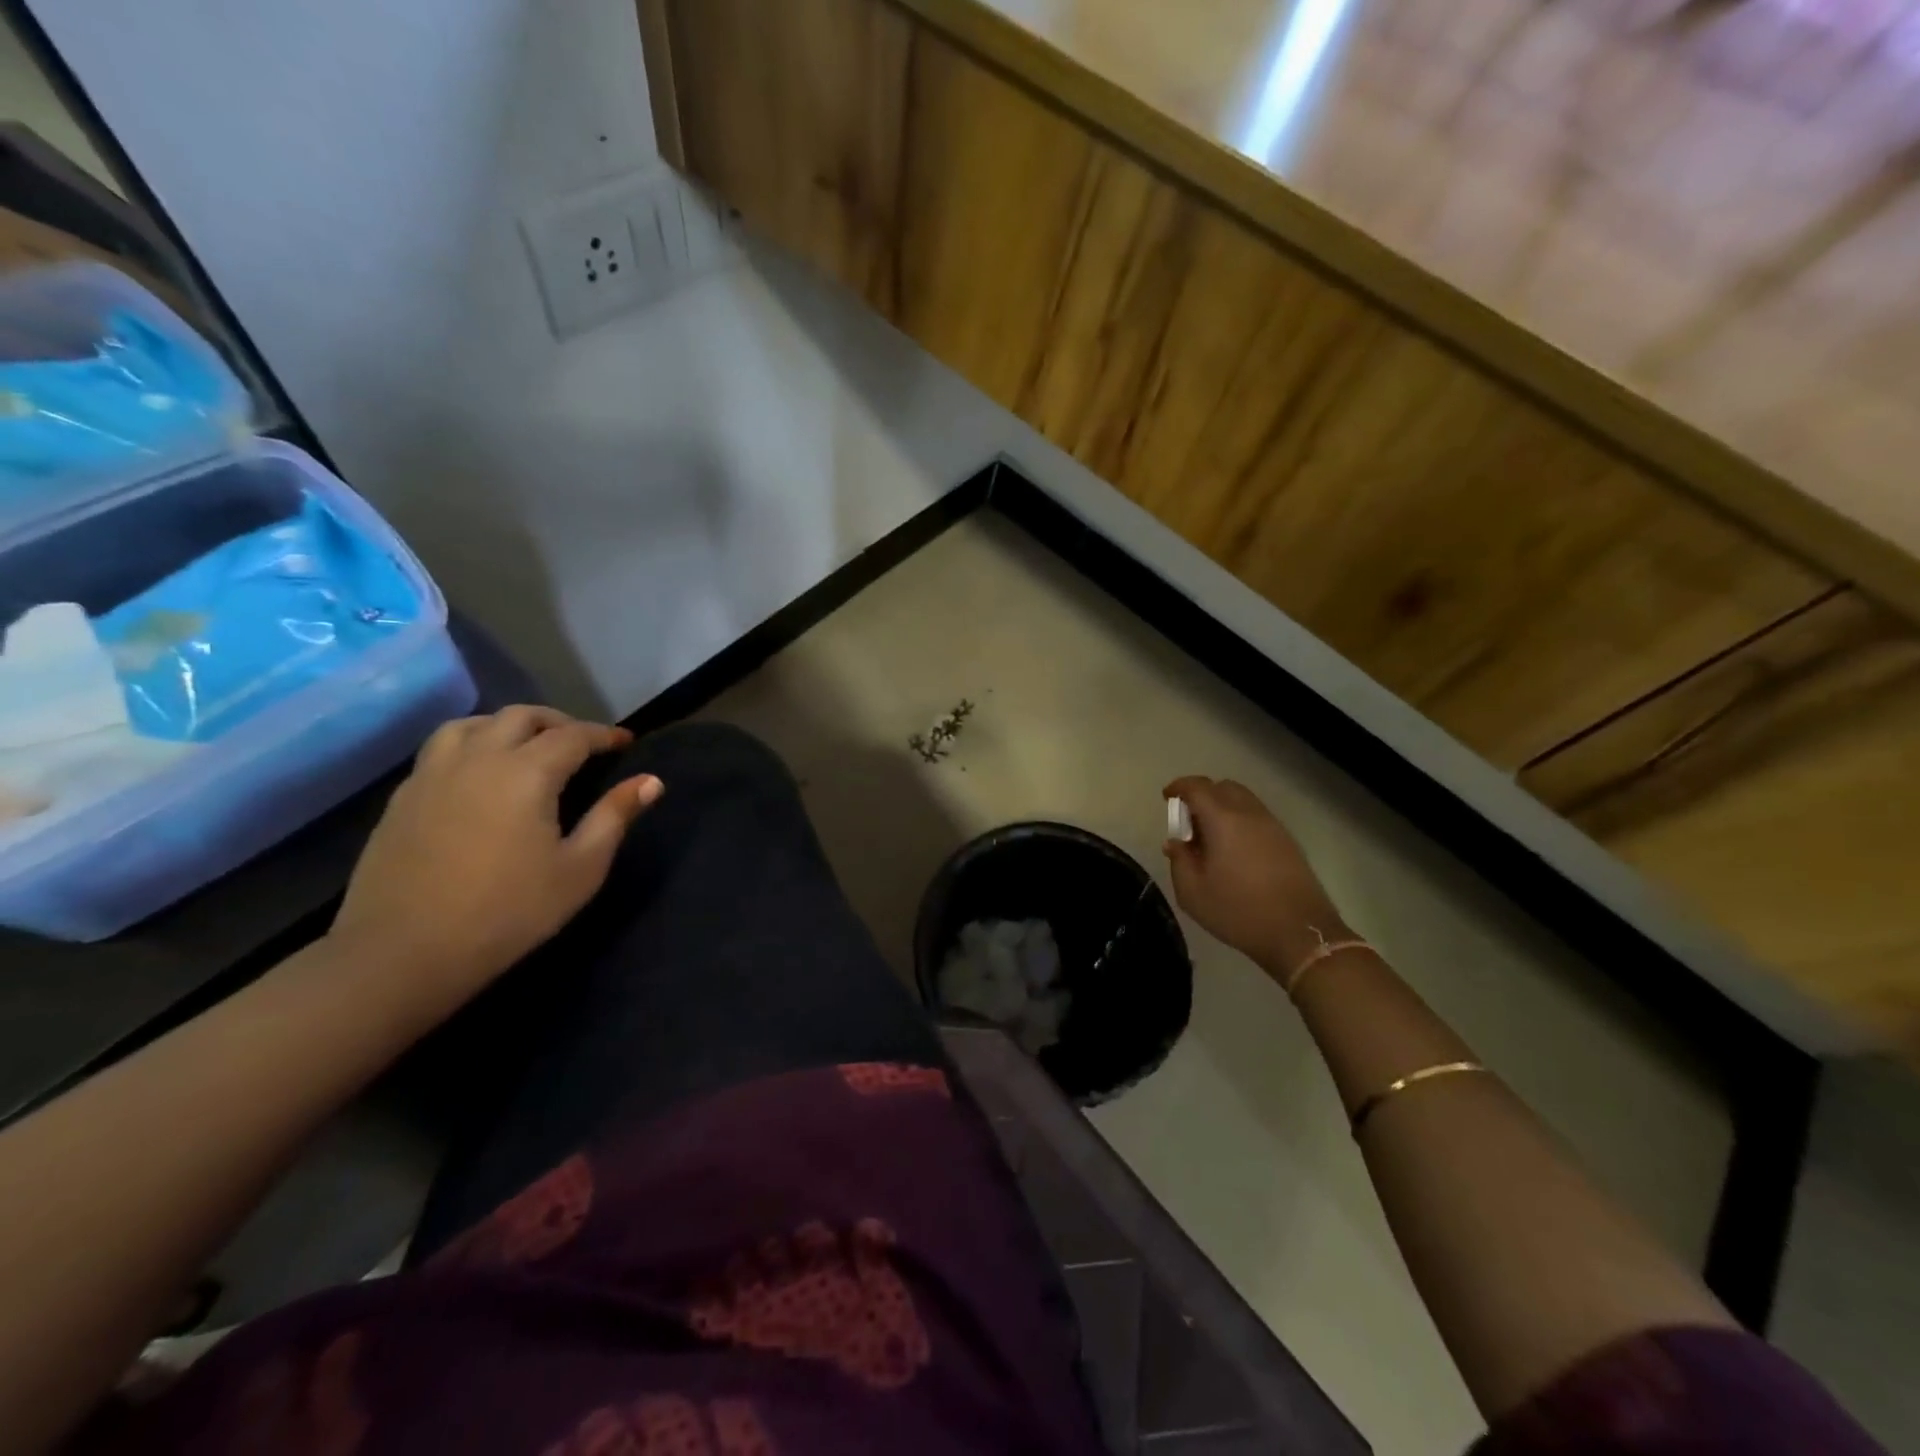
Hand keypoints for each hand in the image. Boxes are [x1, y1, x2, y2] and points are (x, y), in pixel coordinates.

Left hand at [331, 706, 663, 1008]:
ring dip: (508, 726)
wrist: (403, 952)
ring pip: (473, 724)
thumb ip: (615, 817)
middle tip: (582, 743)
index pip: (574, 735)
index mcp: (527, 773)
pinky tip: (480, 775)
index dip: (604, 735)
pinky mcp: (403, 797)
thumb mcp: (580, 869)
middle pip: (521, 717)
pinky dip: (472, 745)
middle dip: (559, 722)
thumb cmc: (508, 912)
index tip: (626, 742)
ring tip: (527, 747)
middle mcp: (478, 758)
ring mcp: (432, 775)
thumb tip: (651, 781)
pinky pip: (442, 749)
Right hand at [1162, 776, 1347, 976]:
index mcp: (1223, 820)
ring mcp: (1273, 826)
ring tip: (1211, 838)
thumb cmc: (1238, 911)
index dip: (1179, 787)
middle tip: (1189, 821)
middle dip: (1202, 795)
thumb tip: (1175, 842)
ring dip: (1223, 808)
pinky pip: (1257, 817)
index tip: (1167, 797)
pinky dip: (1240, 821)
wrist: (1299, 933)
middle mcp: (1250, 814)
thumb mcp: (1193, 892)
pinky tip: (1234, 851)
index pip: (1198, 787)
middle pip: (1223, 787)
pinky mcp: (1288, 842)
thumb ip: (1179, 861)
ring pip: (1244, 800)